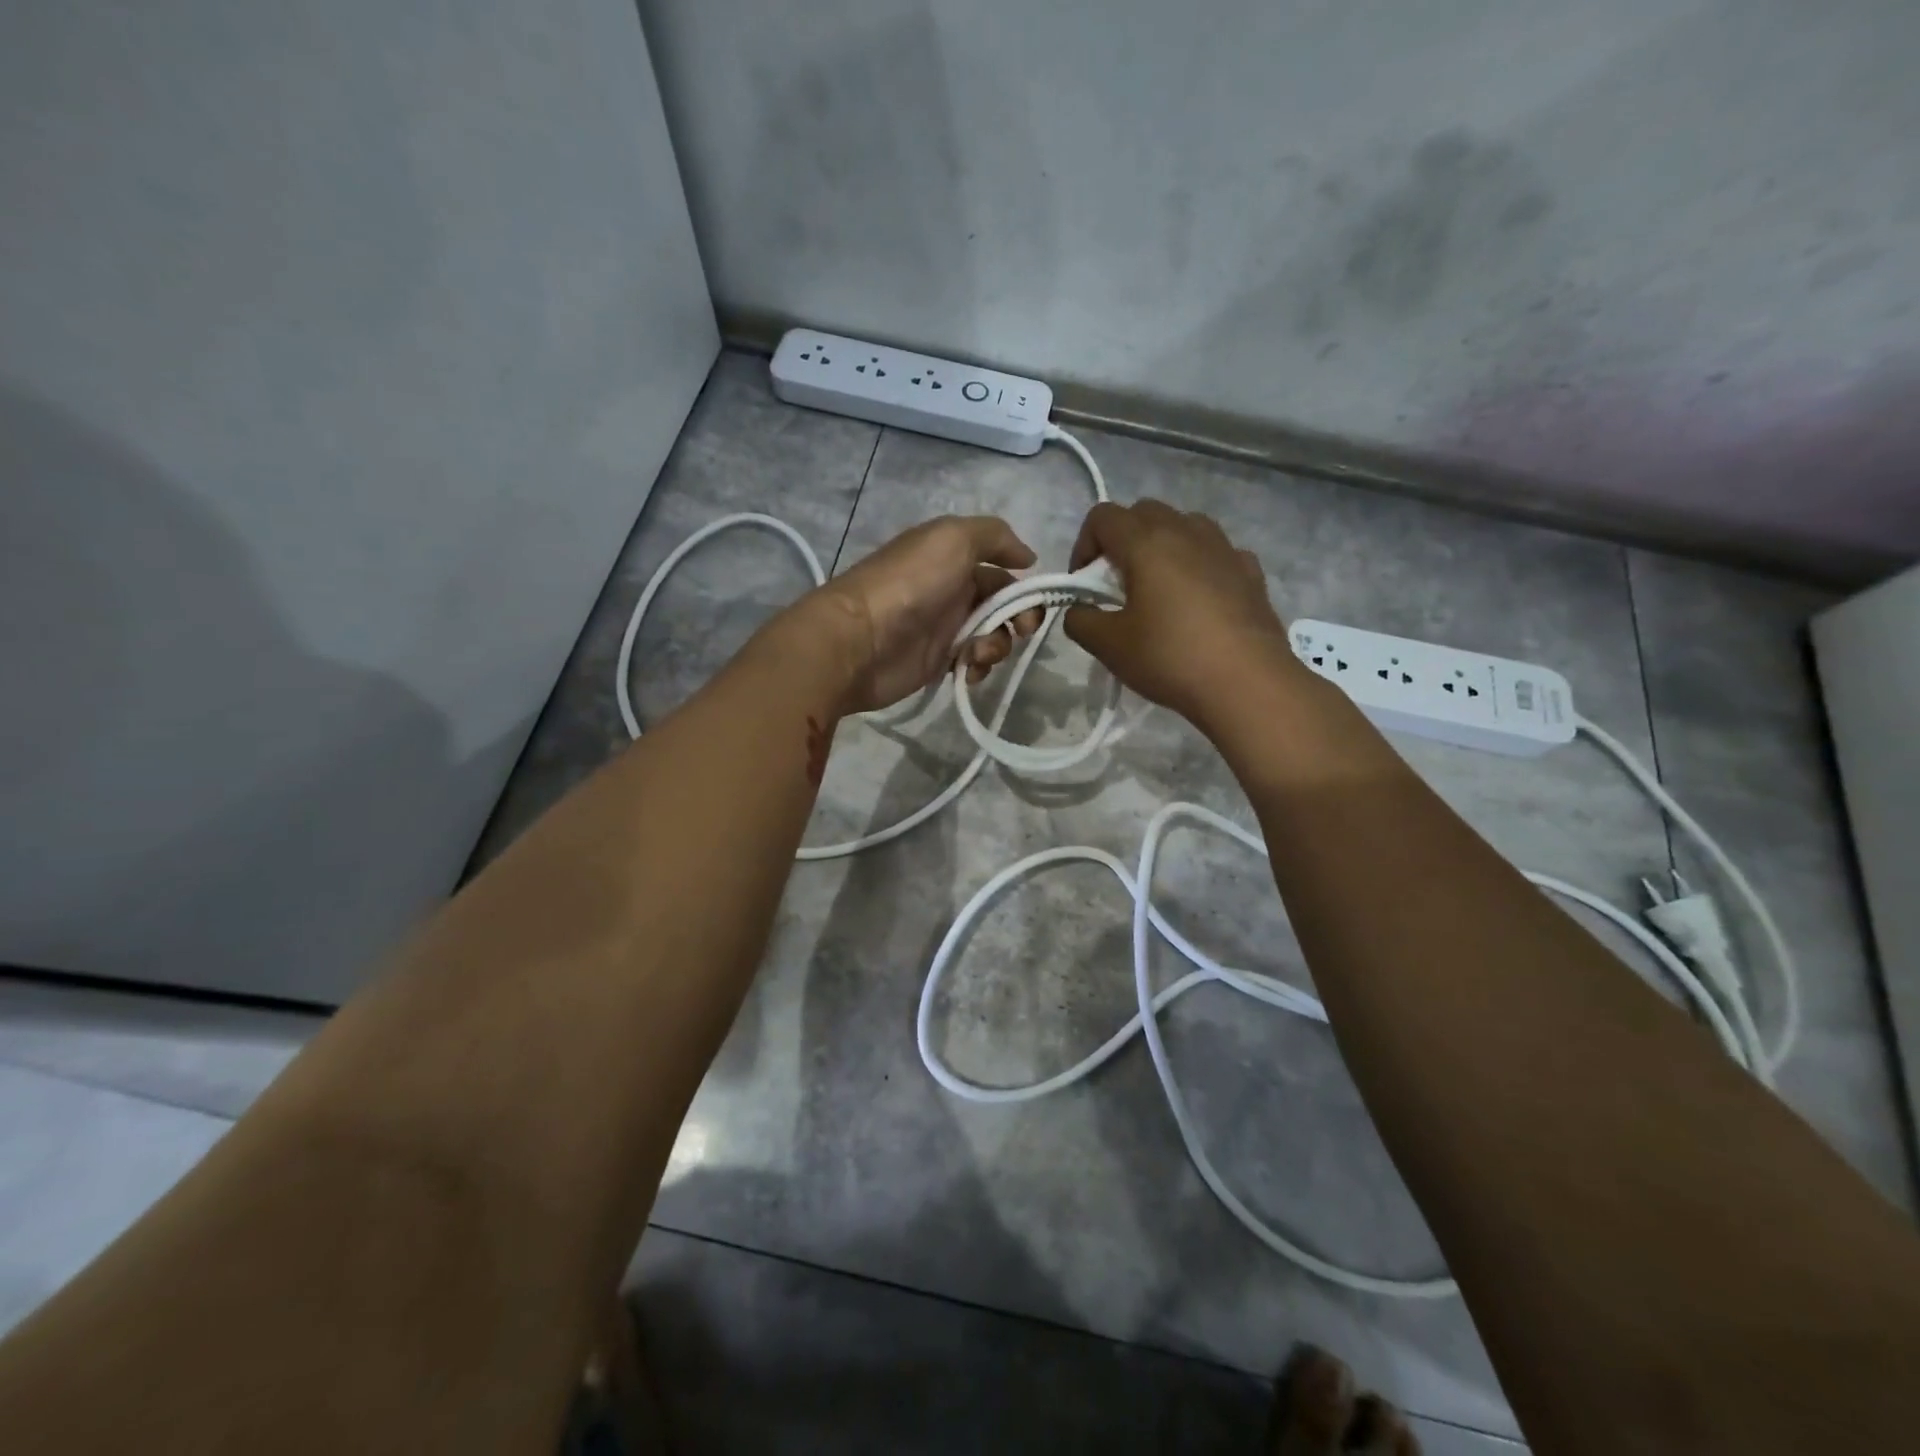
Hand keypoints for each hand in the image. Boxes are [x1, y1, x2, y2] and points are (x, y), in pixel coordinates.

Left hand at [804, 515, 1044, 714]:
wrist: (861, 640)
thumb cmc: (910, 584)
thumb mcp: (953, 538)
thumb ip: (995, 536)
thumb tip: (1028, 558)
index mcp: (953, 557)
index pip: (1001, 568)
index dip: (1023, 583)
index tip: (1035, 600)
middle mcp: (951, 589)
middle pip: (1003, 604)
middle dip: (1020, 618)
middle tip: (1022, 630)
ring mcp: (943, 627)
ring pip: (992, 636)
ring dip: (998, 644)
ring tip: (978, 652)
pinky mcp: (936, 662)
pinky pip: (973, 663)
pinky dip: (979, 666)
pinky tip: (967, 668)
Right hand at [1062, 500, 1298, 725]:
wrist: (1247, 682)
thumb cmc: (1170, 658)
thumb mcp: (1108, 646)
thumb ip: (1080, 621)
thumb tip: (1078, 610)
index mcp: (1146, 543)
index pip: (1103, 517)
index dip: (1084, 545)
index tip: (1084, 584)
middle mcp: (1186, 532)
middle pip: (1144, 512)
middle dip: (1121, 541)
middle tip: (1116, 584)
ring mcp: (1224, 548)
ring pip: (1184, 525)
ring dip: (1162, 546)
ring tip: (1158, 588)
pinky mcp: (1250, 571)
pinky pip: (1216, 552)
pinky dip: (1199, 564)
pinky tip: (1198, 600)